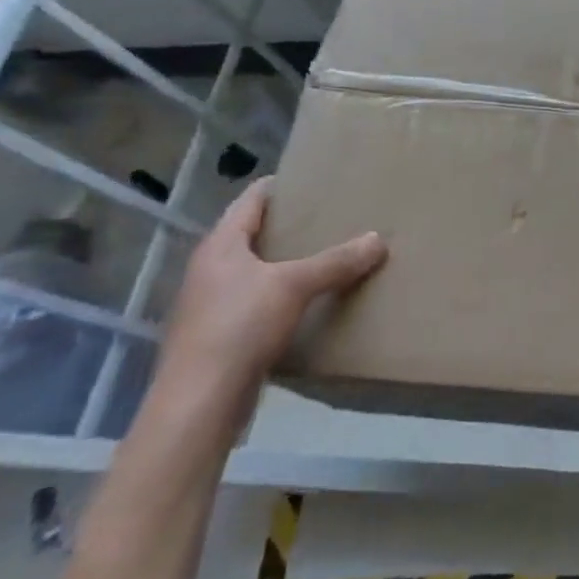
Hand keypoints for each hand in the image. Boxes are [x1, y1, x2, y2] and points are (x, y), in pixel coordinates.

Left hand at [161, 178, 386, 399]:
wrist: (200, 400)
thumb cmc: (240, 326)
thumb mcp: (295, 286)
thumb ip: (336, 261)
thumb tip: (378, 239)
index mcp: (220, 246)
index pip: (249, 202)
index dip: (276, 187)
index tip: (308, 178)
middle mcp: (210, 270)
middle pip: (250, 235)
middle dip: (287, 226)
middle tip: (328, 216)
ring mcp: (211, 304)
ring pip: (253, 271)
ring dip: (284, 263)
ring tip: (324, 256)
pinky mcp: (219, 336)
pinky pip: (256, 302)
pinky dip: (280, 295)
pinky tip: (307, 302)